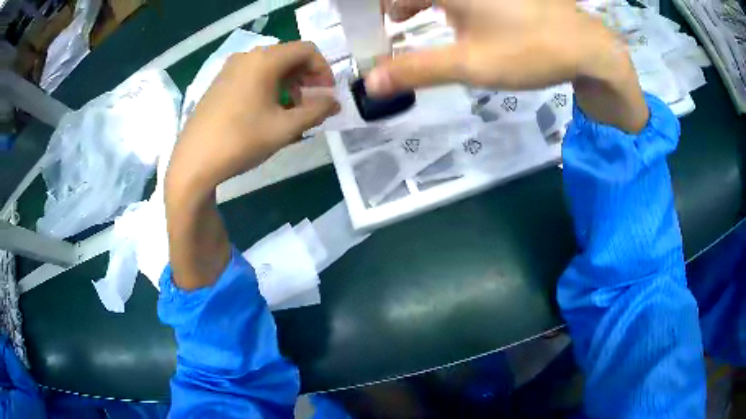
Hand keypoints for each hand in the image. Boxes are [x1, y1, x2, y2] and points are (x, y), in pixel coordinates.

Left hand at [168, 41, 339, 193]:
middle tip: (311, 104)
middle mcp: (247, 56)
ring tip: (290, 112)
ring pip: (270, 67)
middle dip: (306, 78)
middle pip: (288, 56)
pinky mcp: (219, 83)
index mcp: (265, 60)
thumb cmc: (241, 141)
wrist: (194, 161)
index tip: (327, 94)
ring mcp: (230, 69)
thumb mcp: (285, 128)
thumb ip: (316, 111)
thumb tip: (334, 103)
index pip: (307, 50)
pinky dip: (268, 87)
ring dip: (288, 84)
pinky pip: (252, 76)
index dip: (323, 69)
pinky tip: (266, 112)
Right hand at [373, 0, 648, 132]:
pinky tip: (441, 13)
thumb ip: (416, 70)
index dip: (369, 7)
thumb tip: (371, 84)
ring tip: (401, 19)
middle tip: (379, 25)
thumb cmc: (530, 50)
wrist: (587, 47)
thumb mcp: (470, 64)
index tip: (362, 24)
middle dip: (389, 3)